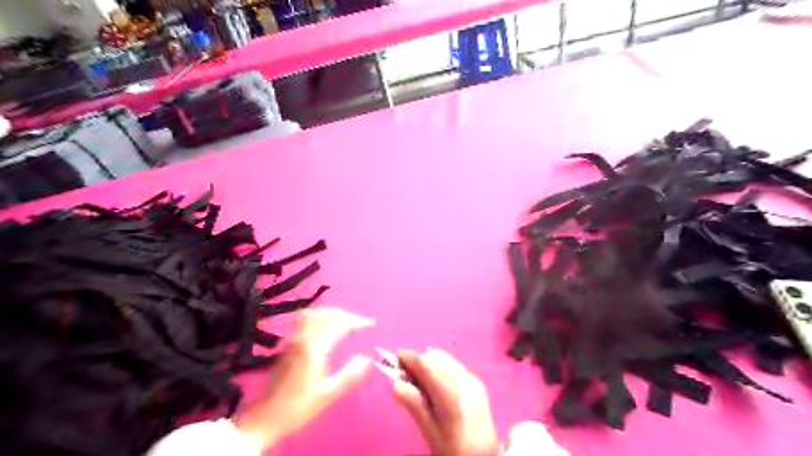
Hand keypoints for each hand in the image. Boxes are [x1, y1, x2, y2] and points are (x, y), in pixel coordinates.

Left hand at [236, 308, 374, 449]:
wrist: (265, 417)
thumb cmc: (298, 408)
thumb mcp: (328, 395)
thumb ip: (349, 376)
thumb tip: (367, 359)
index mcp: (315, 349)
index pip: (340, 325)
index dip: (358, 321)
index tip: (371, 324)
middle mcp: (303, 338)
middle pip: (328, 315)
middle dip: (347, 315)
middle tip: (361, 323)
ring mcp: (292, 339)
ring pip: (315, 313)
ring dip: (333, 313)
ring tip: (345, 320)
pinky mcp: (287, 342)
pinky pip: (304, 319)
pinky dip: (319, 315)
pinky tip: (323, 323)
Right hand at [389, 348, 497, 455]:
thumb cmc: (453, 448)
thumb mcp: (430, 432)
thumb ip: (414, 405)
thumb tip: (396, 384)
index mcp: (452, 395)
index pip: (427, 364)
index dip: (409, 358)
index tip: (394, 360)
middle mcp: (465, 380)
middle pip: (436, 356)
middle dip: (418, 360)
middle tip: (404, 375)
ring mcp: (473, 379)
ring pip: (445, 357)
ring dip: (429, 362)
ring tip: (418, 380)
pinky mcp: (477, 380)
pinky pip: (453, 364)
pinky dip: (440, 366)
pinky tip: (434, 382)